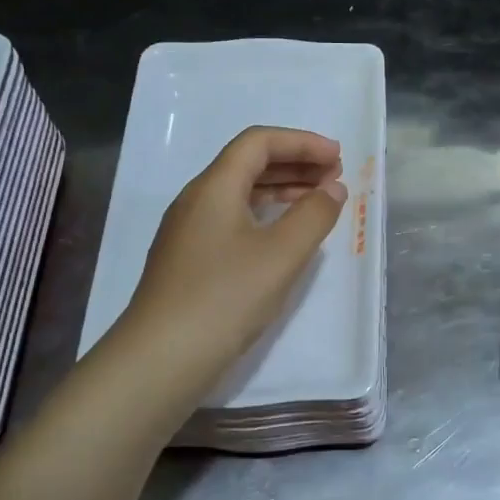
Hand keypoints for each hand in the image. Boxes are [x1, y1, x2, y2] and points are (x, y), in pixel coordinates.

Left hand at [122, 126, 347, 373]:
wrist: (162, 357)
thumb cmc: (226, 297)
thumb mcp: (282, 254)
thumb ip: (314, 215)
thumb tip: (333, 189)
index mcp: (214, 187)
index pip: (258, 142)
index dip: (301, 142)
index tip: (337, 157)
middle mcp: (196, 200)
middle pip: (248, 164)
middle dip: (294, 164)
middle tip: (334, 177)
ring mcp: (188, 231)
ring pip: (239, 193)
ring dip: (281, 190)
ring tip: (317, 202)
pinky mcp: (188, 259)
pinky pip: (232, 219)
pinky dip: (264, 215)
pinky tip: (283, 236)